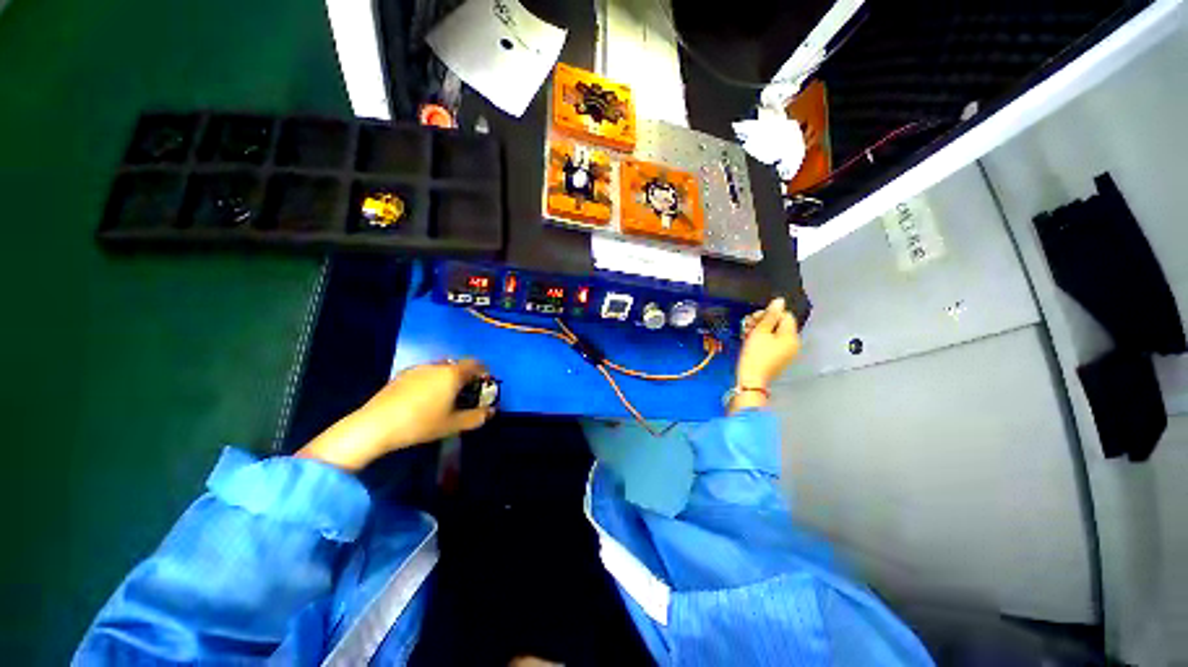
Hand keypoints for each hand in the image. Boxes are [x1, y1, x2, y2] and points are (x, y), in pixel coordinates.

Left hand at [296, 359, 493, 471]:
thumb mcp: (452, 425)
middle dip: (464, 378)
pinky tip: (424, 403)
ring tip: (445, 402)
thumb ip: (475, 418)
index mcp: (451, 374)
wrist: (381, 422)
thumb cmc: (422, 424)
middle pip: (455, 366)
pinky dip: (431, 384)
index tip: (486, 384)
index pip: (474, 364)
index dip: (483, 372)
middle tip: (467, 397)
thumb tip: (490, 411)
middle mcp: (435, 365)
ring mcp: (416, 368)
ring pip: (438, 370)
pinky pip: (424, 375)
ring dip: (446, 381)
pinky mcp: (402, 375)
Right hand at [732, 298, 800, 411]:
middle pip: (780, 324)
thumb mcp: (761, 331)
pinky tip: (752, 342)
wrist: (751, 382)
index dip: (769, 313)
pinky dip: (764, 340)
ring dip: (762, 330)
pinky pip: (774, 343)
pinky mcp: (780, 359)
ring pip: (776, 333)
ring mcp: (787, 353)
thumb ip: (771, 314)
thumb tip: (780, 301)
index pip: (784, 314)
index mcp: (791, 336)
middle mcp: (793, 343)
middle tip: (748, 325)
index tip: (754, 319)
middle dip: (764, 322)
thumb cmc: (755, 356)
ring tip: (747, 334)